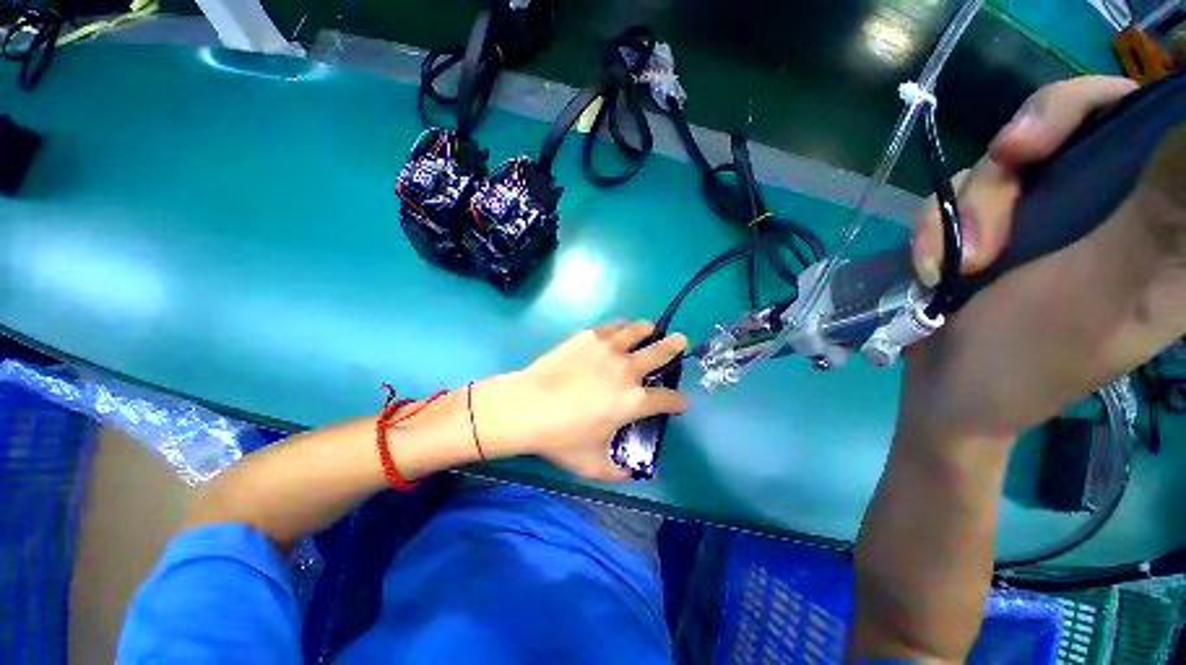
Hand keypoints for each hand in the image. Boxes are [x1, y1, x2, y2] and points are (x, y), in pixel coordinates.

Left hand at [473, 321, 687, 480]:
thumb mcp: (592, 465)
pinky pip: (614, 326)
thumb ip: (617, 472)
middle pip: (663, 351)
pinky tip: (618, 332)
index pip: (670, 399)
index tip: (678, 403)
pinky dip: (622, 328)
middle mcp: (628, 369)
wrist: (526, 406)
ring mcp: (609, 348)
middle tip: (680, 342)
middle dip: (676, 347)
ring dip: (648, 331)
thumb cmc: (560, 437)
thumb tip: (630, 472)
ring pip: (640, 330)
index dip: (678, 402)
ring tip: (648, 331)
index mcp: (634, 401)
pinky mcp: (590, 336)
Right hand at [900, 76, 1185, 446]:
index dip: (1087, 111)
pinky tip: (932, 267)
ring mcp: (1045, 219)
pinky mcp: (994, 231)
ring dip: (958, 213)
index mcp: (1159, 226)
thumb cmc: (1026, 361)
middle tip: (980, 224)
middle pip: (1060, 132)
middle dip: (1005, 171)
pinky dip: (934, 229)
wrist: (948, 391)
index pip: (1144, 122)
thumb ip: (1162, 215)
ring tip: (946, 268)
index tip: (1027, 146)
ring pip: (998, 166)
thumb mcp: (1101, 291)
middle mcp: (1106, 208)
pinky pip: (956, 198)